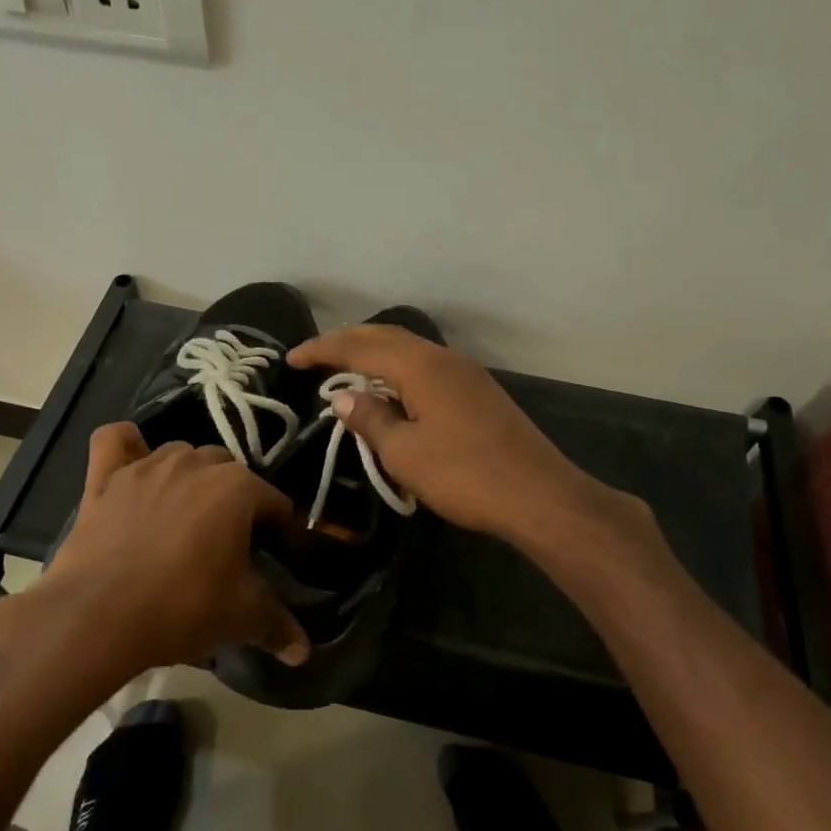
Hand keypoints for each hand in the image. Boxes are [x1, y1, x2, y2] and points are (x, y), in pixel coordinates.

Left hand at [46, 423, 310, 674]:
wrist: (98, 617)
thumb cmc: (183, 607)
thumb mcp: (241, 618)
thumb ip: (278, 625)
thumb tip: (303, 650)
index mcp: (237, 487)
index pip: (274, 502)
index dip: (280, 530)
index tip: (274, 557)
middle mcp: (194, 463)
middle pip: (228, 471)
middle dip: (235, 499)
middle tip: (228, 542)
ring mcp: (146, 466)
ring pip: (180, 454)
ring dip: (189, 476)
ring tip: (185, 515)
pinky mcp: (105, 478)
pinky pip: (114, 441)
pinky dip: (126, 445)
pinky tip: (132, 461)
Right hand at [288, 325, 611, 546]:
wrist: (538, 495)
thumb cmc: (464, 475)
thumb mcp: (404, 453)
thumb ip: (370, 419)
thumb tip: (343, 397)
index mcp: (420, 366)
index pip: (359, 346)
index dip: (322, 350)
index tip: (291, 359)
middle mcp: (443, 358)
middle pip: (386, 336)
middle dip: (347, 342)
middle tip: (315, 357)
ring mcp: (466, 372)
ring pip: (409, 349)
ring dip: (374, 353)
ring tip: (346, 369)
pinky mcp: (478, 391)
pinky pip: (426, 366)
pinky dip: (398, 369)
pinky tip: (391, 390)